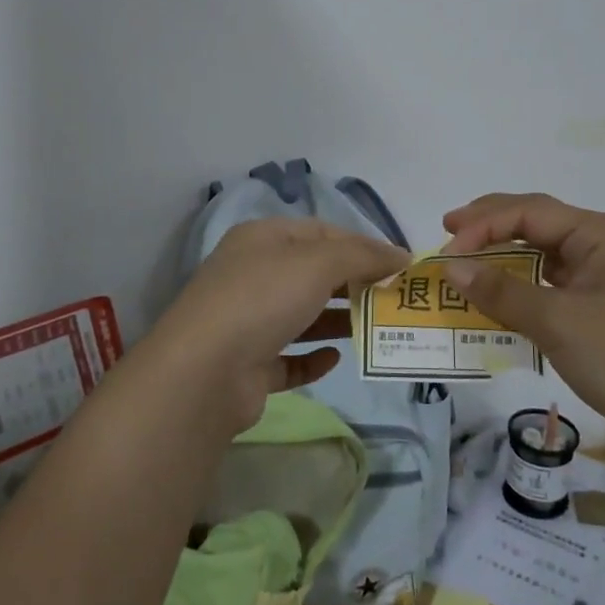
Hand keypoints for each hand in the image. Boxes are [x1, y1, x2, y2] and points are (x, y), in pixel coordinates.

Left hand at [145, 219, 409, 435]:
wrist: (203, 373)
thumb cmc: (263, 299)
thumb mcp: (318, 263)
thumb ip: (362, 255)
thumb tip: (400, 254)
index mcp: (263, 239)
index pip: (322, 232)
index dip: (362, 244)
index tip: (399, 264)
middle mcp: (253, 274)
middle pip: (313, 273)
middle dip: (354, 282)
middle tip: (393, 297)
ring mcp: (247, 321)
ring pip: (303, 315)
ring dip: (338, 319)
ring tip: (376, 327)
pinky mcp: (248, 365)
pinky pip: (288, 357)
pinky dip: (313, 358)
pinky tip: (335, 358)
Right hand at [440, 193, 604, 450]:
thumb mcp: (558, 321)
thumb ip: (502, 292)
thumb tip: (451, 268)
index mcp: (599, 233)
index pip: (529, 212)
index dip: (483, 225)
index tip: (446, 250)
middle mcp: (600, 247)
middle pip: (535, 223)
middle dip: (490, 226)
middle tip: (447, 234)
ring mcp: (601, 281)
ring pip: (540, 257)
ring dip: (501, 260)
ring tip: (463, 264)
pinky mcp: (598, 313)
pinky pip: (547, 289)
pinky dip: (517, 291)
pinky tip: (493, 302)